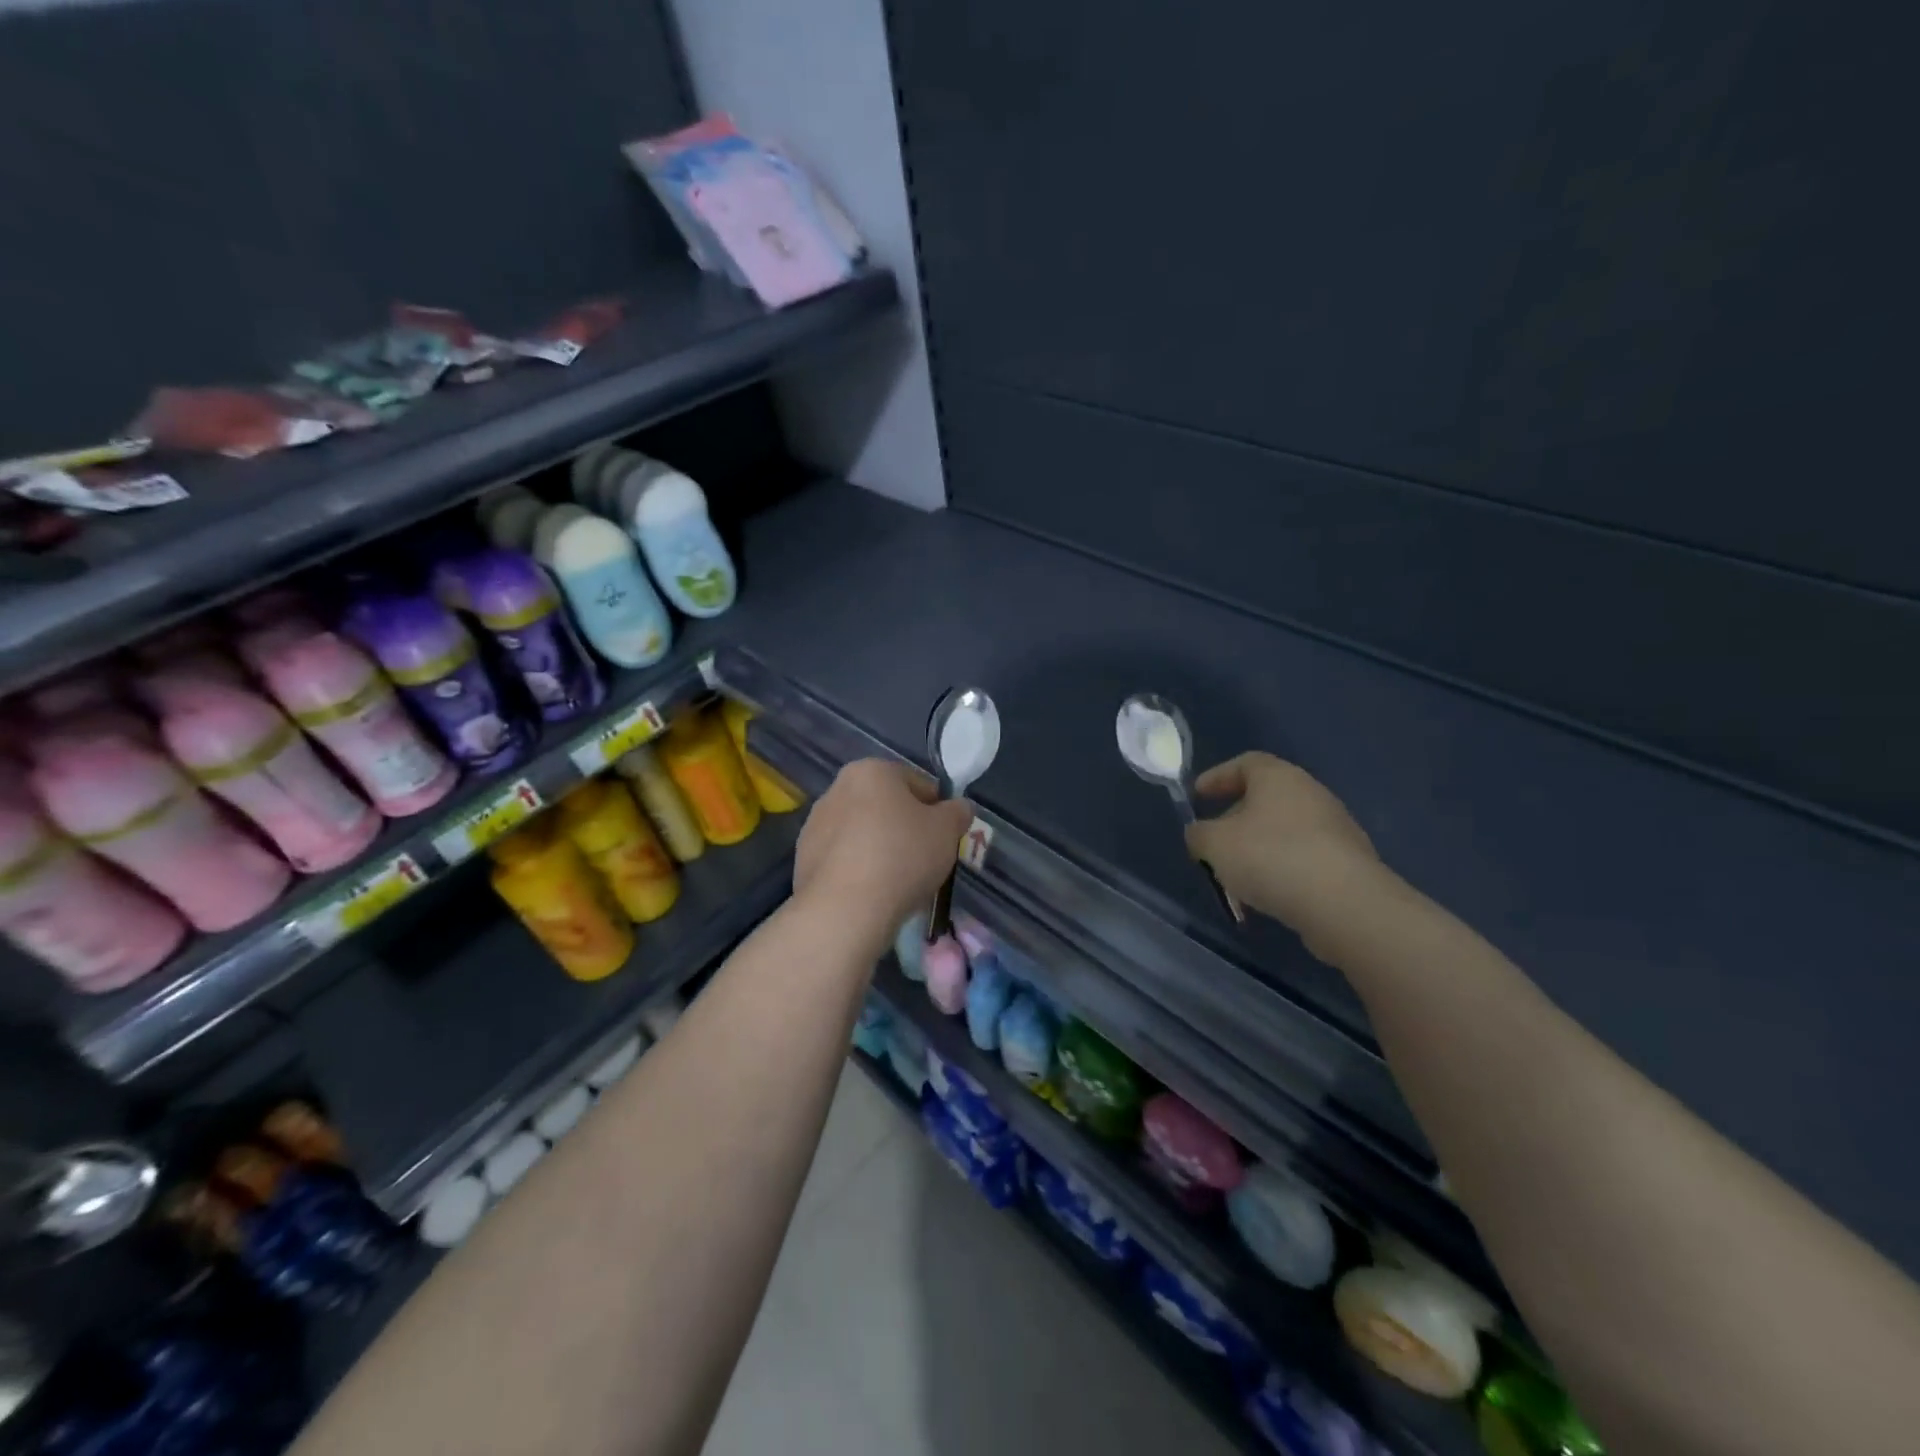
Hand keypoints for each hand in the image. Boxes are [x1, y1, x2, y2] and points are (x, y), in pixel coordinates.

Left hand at [793, 759, 972, 939]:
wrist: (845, 909)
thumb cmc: (902, 856)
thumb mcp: (947, 831)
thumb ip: (958, 812)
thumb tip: (959, 808)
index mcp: (871, 771)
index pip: (917, 783)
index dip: (937, 810)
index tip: (944, 838)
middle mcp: (837, 789)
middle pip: (885, 806)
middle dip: (905, 828)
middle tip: (924, 860)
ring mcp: (815, 824)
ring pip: (862, 833)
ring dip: (880, 849)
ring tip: (898, 882)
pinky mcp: (802, 859)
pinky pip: (843, 859)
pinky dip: (859, 870)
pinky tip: (872, 894)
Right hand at [1185, 752, 1387, 954]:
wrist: (1344, 903)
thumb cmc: (1271, 857)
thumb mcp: (1214, 845)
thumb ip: (1198, 835)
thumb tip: (1201, 835)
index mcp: (1278, 777)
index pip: (1245, 763)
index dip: (1217, 777)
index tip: (1197, 797)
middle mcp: (1311, 793)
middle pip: (1265, 798)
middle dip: (1235, 819)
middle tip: (1214, 843)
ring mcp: (1335, 827)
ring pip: (1284, 831)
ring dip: (1258, 849)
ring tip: (1237, 878)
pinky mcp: (1348, 862)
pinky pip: (1303, 858)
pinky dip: (1281, 870)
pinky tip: (1267, 896)